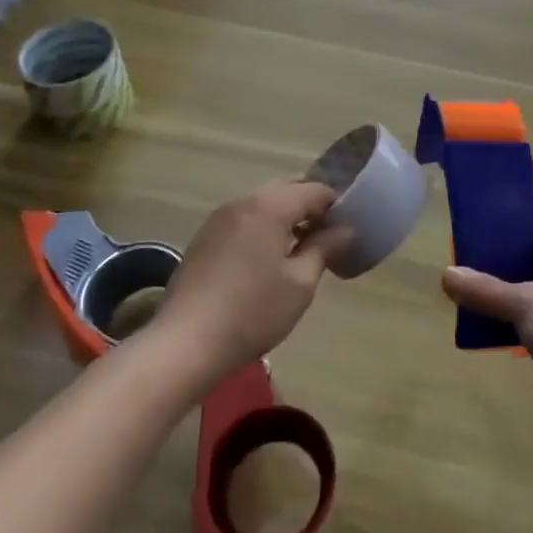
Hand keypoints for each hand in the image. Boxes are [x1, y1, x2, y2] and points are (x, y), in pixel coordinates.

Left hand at [157, 180, 353, 383]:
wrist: (185, 343)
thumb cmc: (253, 311)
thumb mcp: (300, 283)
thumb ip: (324, 248)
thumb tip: (344, 229)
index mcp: (270, 206)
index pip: (314, 190)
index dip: (336, 205)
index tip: (347, 230)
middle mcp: (243, 202)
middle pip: (286, 190)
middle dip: (309, 208)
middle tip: (326, 239)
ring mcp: (218, 220)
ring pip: (262, 205)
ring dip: (285, 219)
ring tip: (298, 252)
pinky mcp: (203, 239)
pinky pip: (243, 222)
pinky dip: (261, 230)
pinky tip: (265, 263)